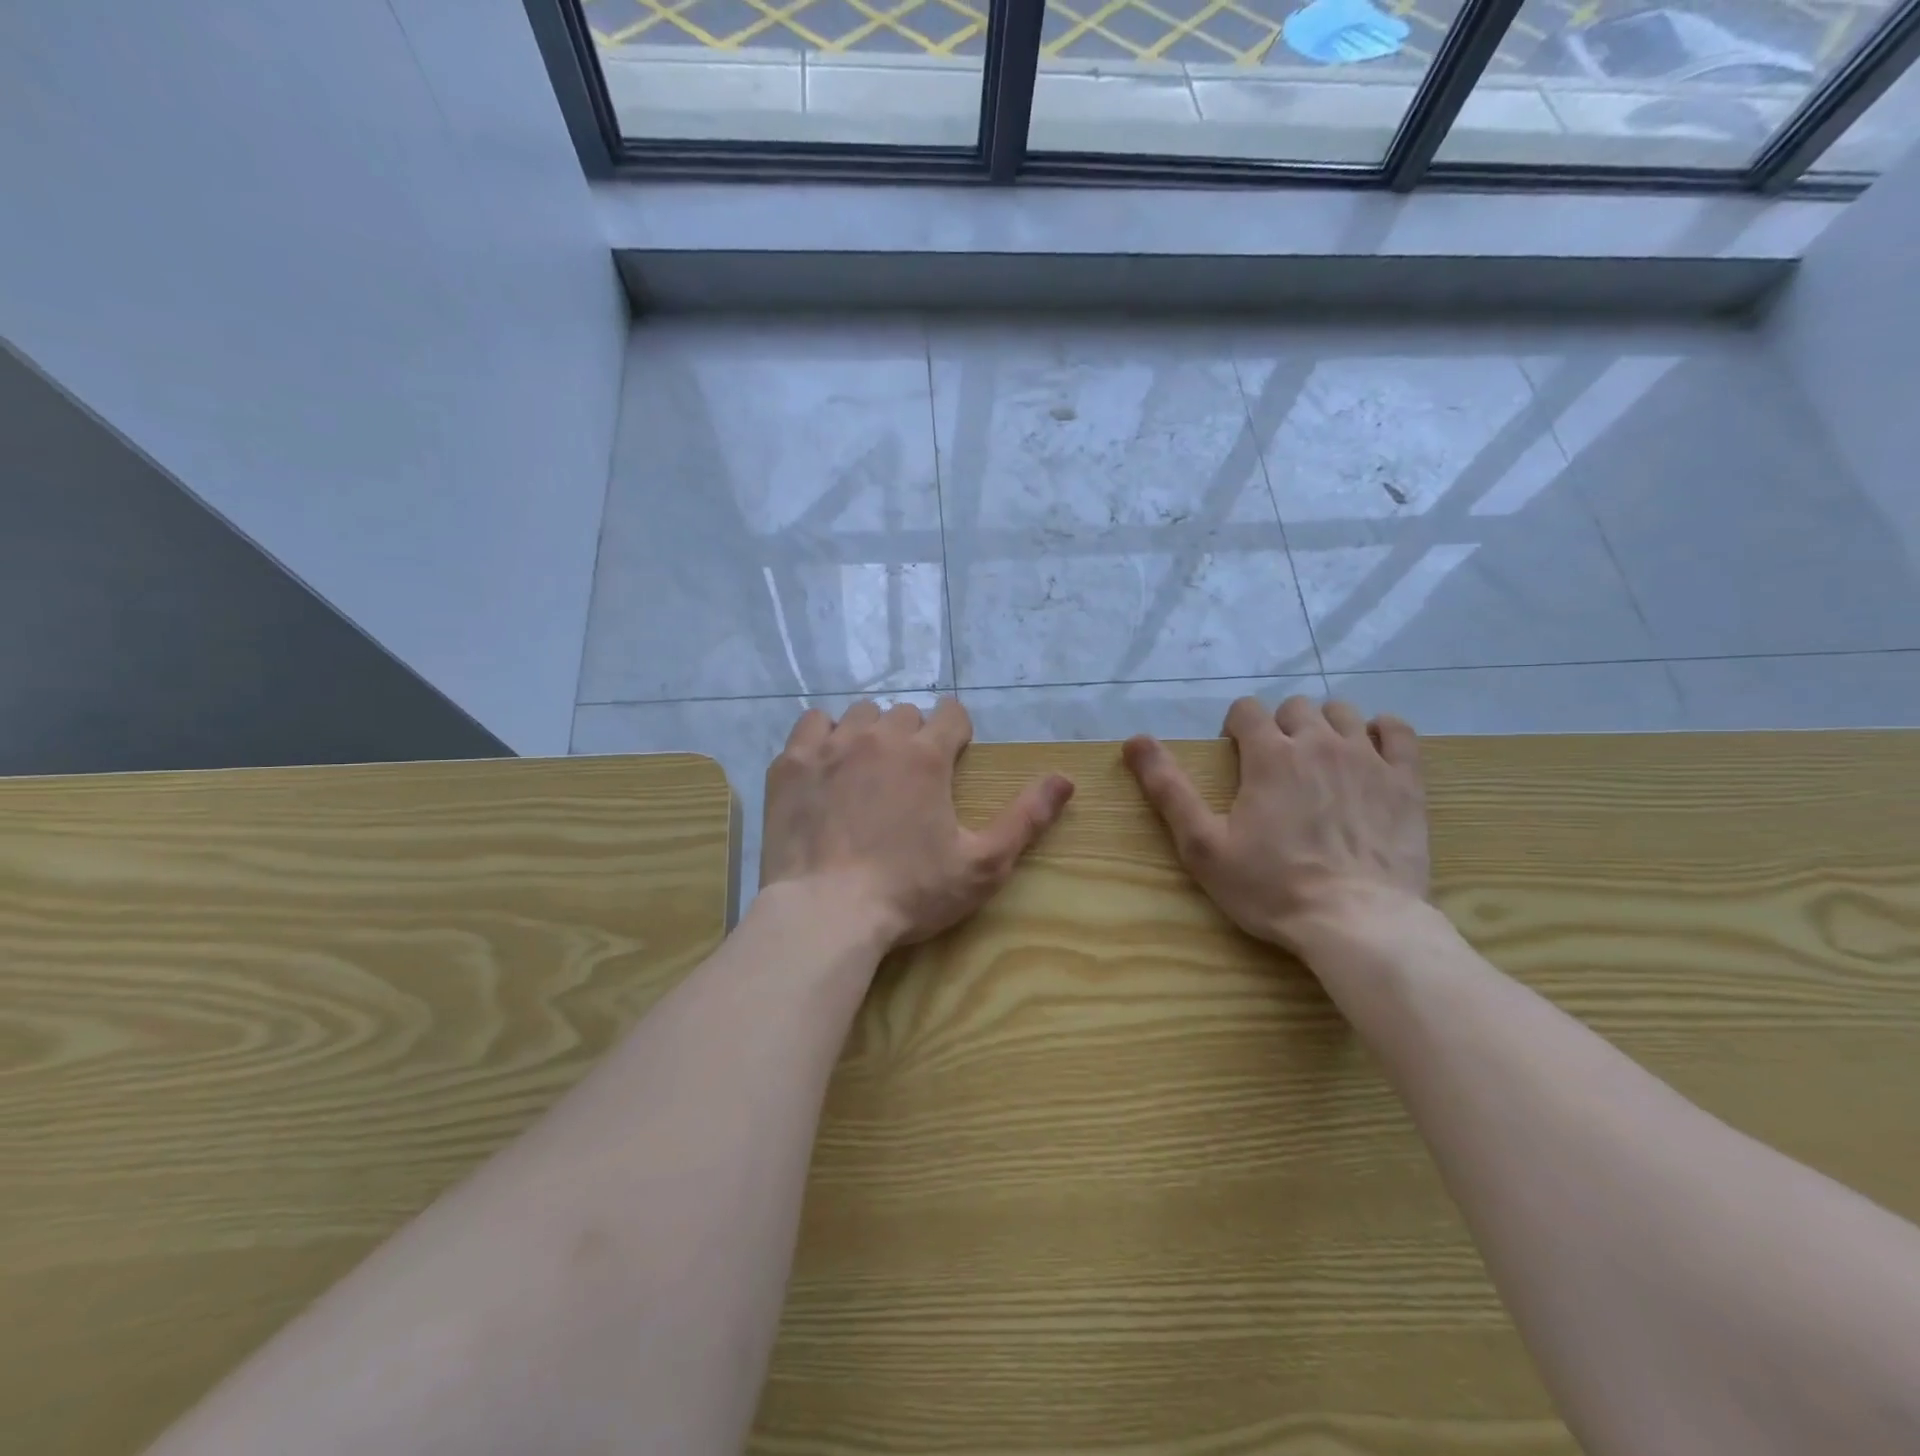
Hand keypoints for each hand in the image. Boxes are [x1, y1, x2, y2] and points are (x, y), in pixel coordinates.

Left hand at [761, 698, 1074, 948]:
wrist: (825, 915)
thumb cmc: (910, 893)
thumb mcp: (982, 864)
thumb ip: (1026, 817)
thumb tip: (1065, 778)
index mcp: (926, 755)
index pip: (951, 714)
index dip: (957, 732)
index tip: (953, 757)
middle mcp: (878, 737)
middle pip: (905, 714)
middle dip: (915, 736)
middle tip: (911, 778)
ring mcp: (829, 746)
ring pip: (859, 715)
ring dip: (871, 734)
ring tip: (868, 771)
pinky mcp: (790, 764)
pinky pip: (811, 725)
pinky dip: (824, 738)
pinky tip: (826, 768)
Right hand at [1122, 696, 1428, 955]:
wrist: (1358, 923)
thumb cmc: (1271, 887)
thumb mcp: (1203, 845)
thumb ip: (1168, 788)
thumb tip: (1134, 740)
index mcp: (1269, 755)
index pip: (1247, 709)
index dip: (1236, 727)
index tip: (1236, 756)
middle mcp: (1319, 743)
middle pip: (1296, 707)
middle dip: (1280, 727)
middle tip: (1276, 767)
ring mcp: (1368, 758)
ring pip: (1343, 712)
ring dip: (1325, 726)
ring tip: (1320, 761)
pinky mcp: (1406, 781)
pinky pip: (1399, 731)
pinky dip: (1382, 732)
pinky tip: (1371, 753)